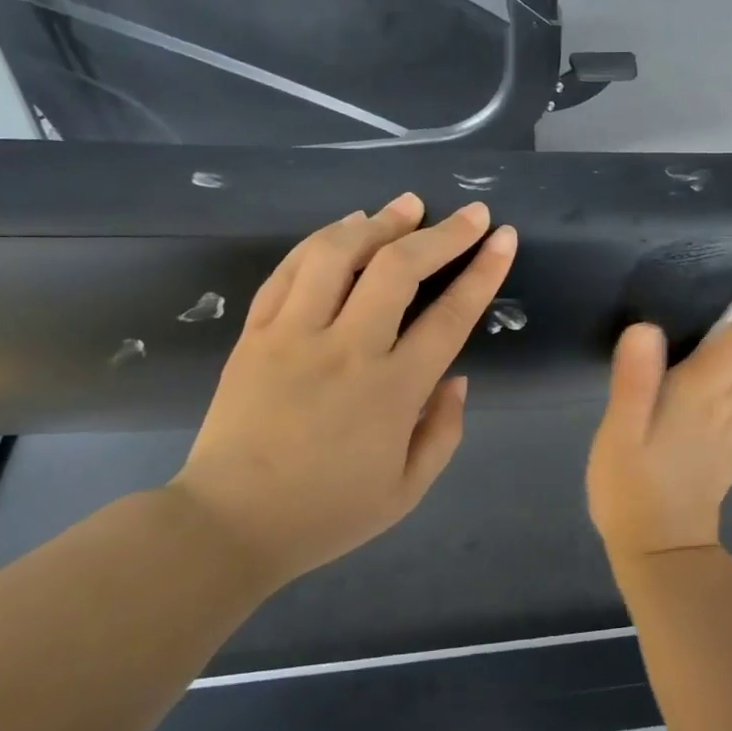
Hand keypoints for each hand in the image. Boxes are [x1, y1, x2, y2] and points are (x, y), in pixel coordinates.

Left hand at [168, 193, 516, 590]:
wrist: (229, 524)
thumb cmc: (326, 513)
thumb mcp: (406, 491)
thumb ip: (444, 432)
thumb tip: (458, 378)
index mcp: (391, 392)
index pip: (449, 317)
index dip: (483, 272)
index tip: (503, 237)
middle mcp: (345, 351)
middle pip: (397, 270)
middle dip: (442, 234)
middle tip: (469, 213)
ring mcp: (293, 335)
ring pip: (337, 255)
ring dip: (379, 222)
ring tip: (407, 206)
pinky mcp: (255, 333)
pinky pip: (289, 270)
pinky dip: (321, 240)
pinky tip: (346, 226)